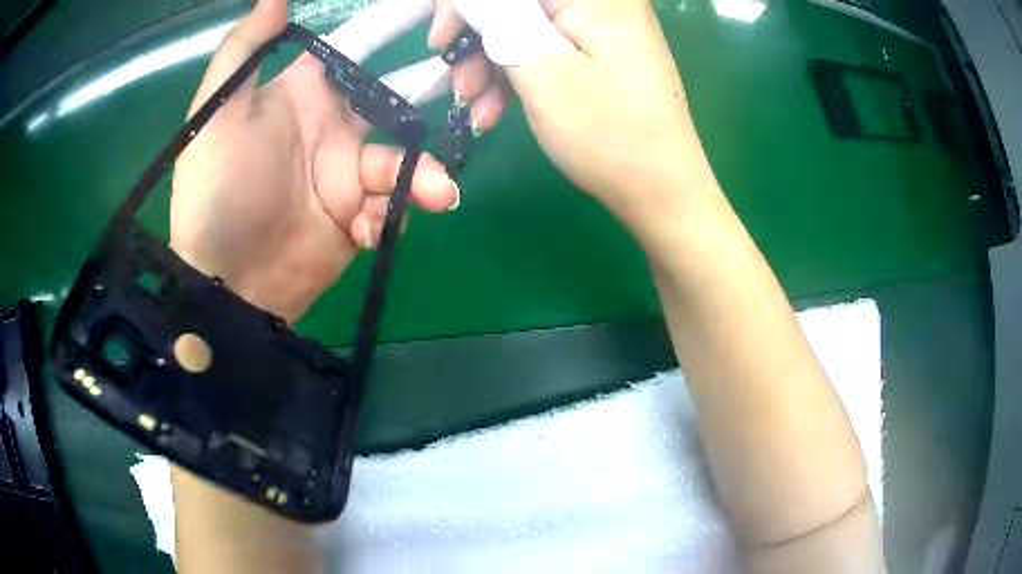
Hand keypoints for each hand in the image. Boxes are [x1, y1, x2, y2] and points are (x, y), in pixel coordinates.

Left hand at [171, 0, 458, 323]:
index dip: (399, 21)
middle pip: (403, 94)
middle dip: (440, 86)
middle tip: (480, 86)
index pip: (362, 44)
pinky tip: (366, 232)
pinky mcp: (359, 218)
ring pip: (407, 159)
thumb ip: (243, 51)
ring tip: (437, 193)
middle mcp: (336, 125)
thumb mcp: (216, 115)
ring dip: (425, 174)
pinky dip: (392, 216)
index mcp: (307, 91)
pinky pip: (393, 207)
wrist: (224, 282)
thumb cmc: (216, 191)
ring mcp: (350, 174)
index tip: (442, 9)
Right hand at [429, 0, 719, 230]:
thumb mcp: (540, 70)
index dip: (466, 5)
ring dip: (493, 65)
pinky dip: (519, 75)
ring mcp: (605, 28)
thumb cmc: (607, 133)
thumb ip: (496, 18)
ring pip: (528, 28)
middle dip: (479, 39)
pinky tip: (498, 111)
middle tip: (460, 85)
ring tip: (478, 110)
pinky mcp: (604, 53)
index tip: (443, 41)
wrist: (663, 191)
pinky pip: (548, 49)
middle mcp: (603, 1)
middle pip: (519, 4)